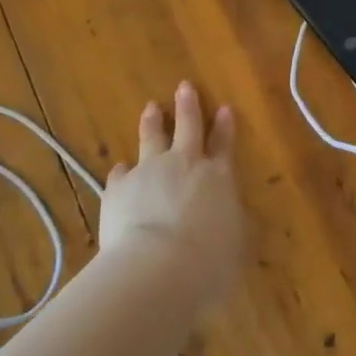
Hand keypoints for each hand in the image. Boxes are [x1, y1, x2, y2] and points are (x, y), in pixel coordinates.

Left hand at [99, 81, 245, 311]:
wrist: (158, 268)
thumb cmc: (209, 262)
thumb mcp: (236, 247)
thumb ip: (232, 227)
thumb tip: (232, 221)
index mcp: (218, 177)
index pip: (224, 145)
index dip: (225, 127)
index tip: (224, 108)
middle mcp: (185, 165)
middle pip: (188, 127)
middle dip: (188, 106)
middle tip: (184, 86)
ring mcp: (149, 171)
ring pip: (152, 138)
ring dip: (152, 122)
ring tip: (150, 108)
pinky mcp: (119, 188)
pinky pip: (121, 173)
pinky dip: (122, 172)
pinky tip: (119, 170)